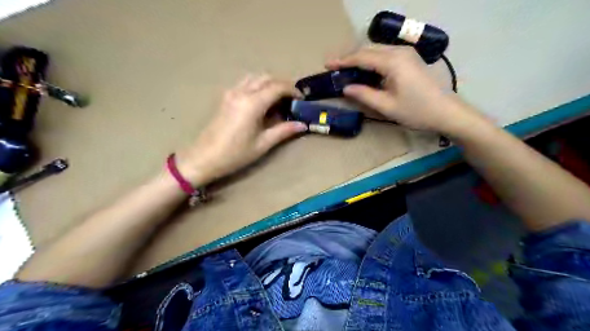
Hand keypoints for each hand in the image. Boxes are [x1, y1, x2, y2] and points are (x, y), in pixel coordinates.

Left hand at [175, 74, 306, 184]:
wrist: (204, 157)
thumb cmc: (235, 154)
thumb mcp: (263, 144)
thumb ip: (284, 131)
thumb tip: (302, 125)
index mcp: (252, 103)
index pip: (277, 87)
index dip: (292, 90)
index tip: (302, 99)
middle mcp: (241, 92)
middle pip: (266, 77)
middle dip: (282, 84)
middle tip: (292, 99)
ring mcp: (231, 93)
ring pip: (255, 77)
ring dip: (269, 83)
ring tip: (278, 99)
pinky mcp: (225, 97)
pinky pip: (245, 83)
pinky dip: (257, 85)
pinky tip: (262, 101)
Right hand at [327, 43, 482, 133]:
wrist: (446, 112)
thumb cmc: (416, 111)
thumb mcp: (387, 106)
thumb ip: (364, 95)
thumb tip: (346, 88)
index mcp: (393, 62)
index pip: (362, 57)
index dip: (343, 61)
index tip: (328, 64)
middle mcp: (400, 52)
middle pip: (369, 50)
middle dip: (350, 58)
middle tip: (334, 67)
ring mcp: (407, 54)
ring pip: (377, 51)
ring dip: (360, 59)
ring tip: (345, 69)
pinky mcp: (410, 59)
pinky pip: (385, 56)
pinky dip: (372, 62)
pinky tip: (365, 71)